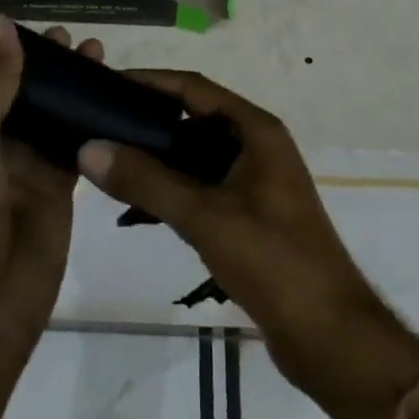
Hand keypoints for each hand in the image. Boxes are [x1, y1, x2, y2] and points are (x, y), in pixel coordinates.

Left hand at [0, 13, 86, 362]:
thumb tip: (0, 20)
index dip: (5, 48)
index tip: (36, 21)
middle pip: (24, 91)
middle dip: (48, 64)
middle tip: (77, 38)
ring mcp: (28, 166)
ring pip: (55, 114)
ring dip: (74, 87)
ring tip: (99, 56)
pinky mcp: (59, 188)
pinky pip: (78, 144)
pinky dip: (95, 121)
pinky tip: (116, 97)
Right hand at [76, 70, 418, 418]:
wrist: (330, 337)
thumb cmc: (273, 260)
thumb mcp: (205, 216)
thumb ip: (146, 181)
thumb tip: (89, 148)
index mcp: (256, 131)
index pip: (194, 87)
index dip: (150, 81)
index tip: (107, 84)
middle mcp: (256, 147)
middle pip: (193, 120)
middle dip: (147, 122)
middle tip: (98, 127)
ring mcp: (254, 183)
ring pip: (194, 158)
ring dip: (156, 162)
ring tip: (108, 167)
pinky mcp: (249, 216)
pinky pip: (201, 189)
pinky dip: (170, 193)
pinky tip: (135, 210)